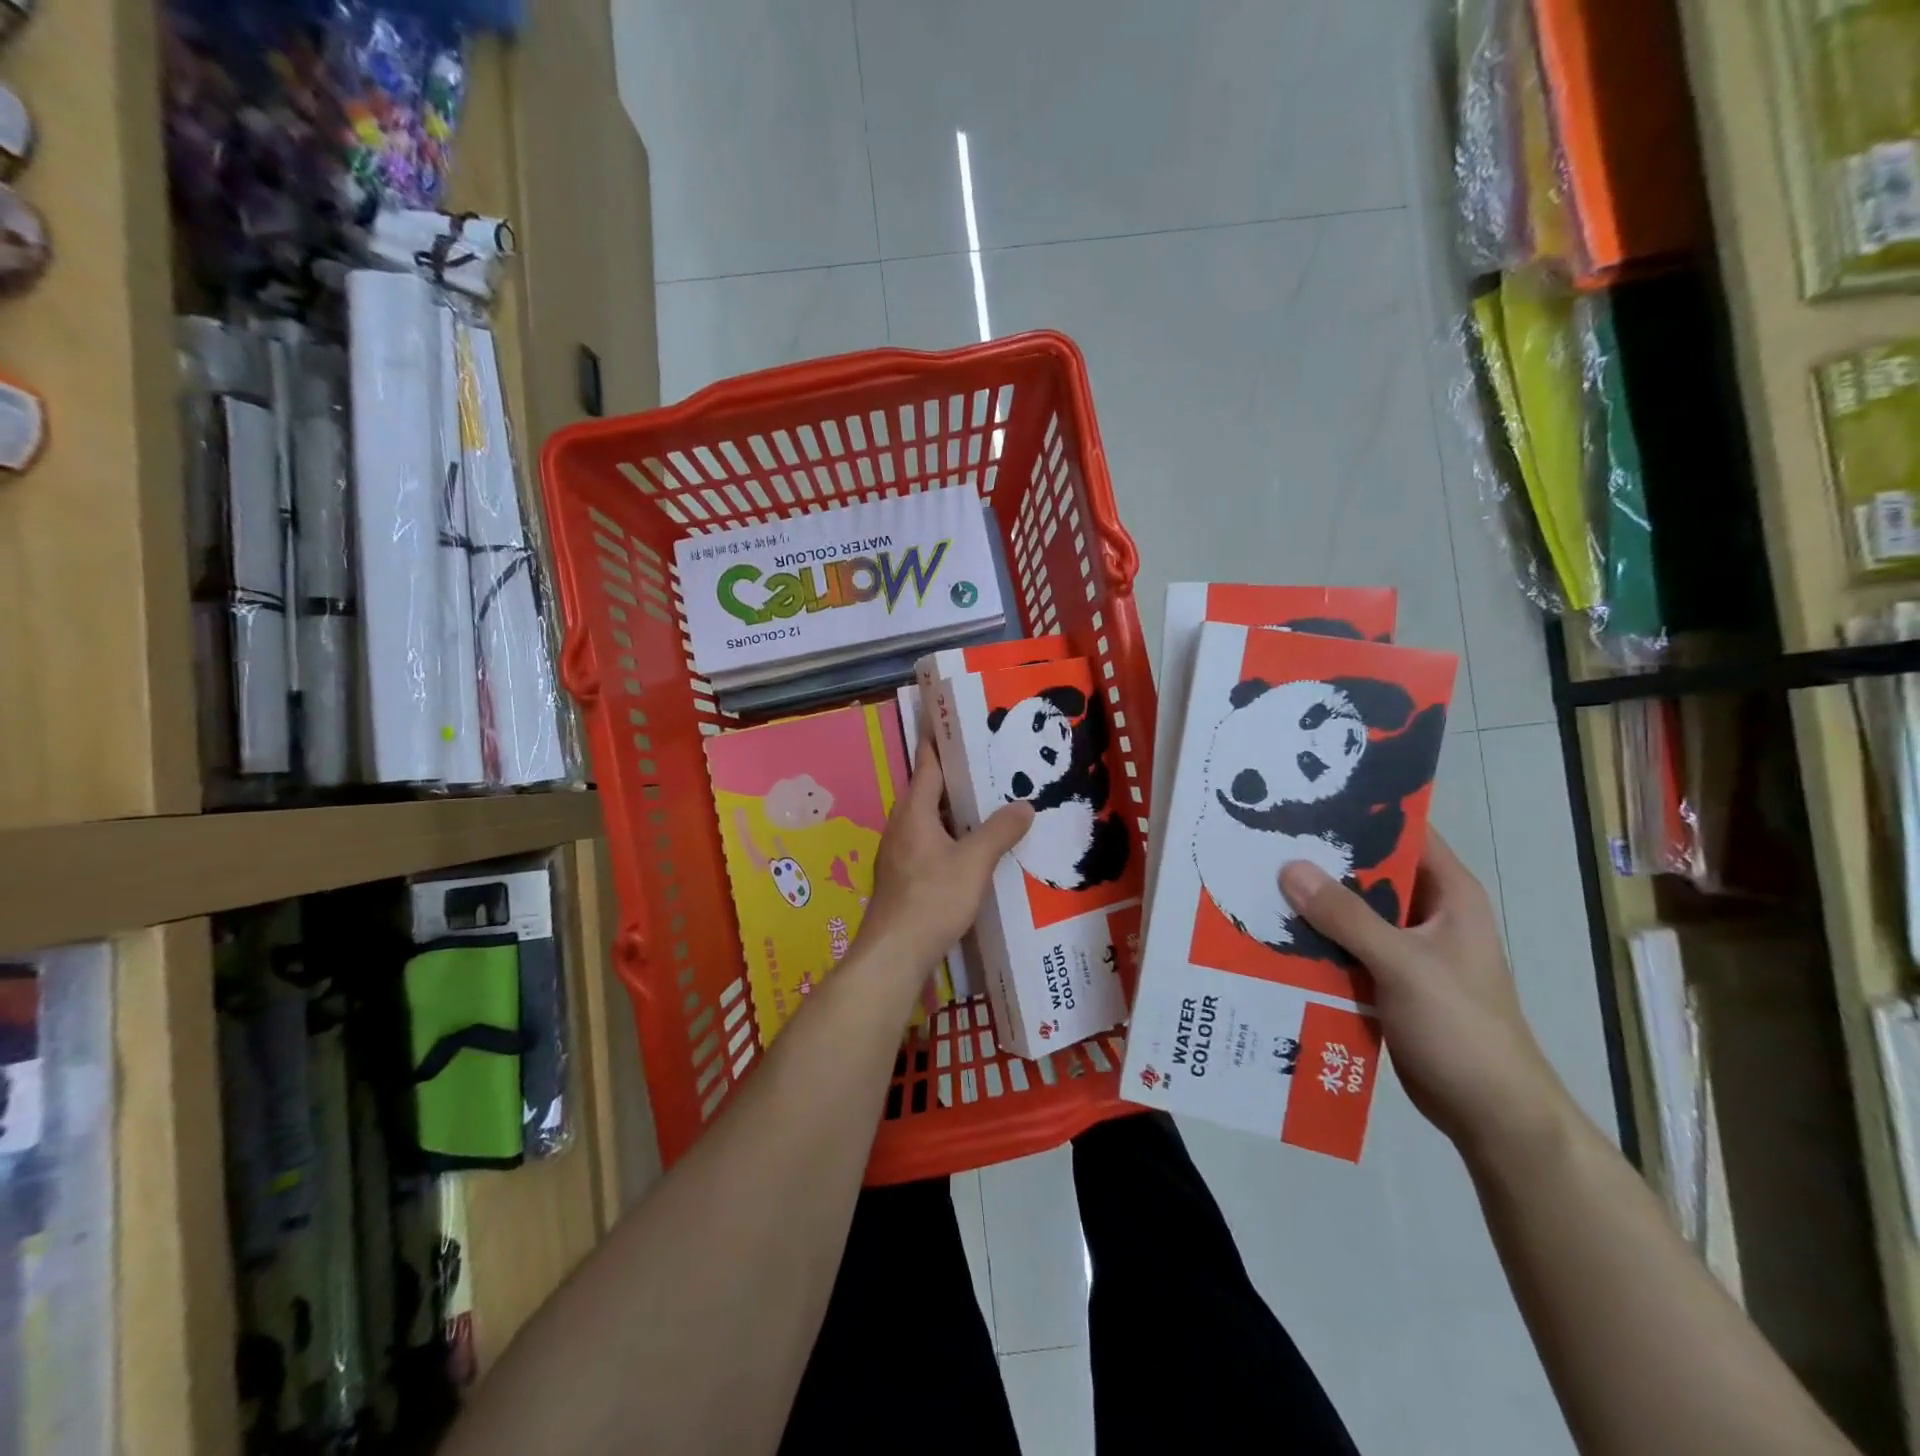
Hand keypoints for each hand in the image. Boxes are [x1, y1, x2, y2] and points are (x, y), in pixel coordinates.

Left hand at [861, 732, 1032, 979]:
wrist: (894, 953)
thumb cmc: (932, 899)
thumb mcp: (974, 863)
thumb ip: (999, 832)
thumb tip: (1024, 805)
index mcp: (914, 811)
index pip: (927, 763)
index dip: (938, 739)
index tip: (948, 716)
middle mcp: (902, 824)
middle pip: (929, 790)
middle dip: (956, 775)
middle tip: (989, 761)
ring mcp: (899, 851)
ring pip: (930, 818)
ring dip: (955, 808)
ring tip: (988, 801)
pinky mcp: (904, 875)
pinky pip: (930, 841)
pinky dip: (951, 834)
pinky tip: (973, 846)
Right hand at [1278, 832, 1567, 1158]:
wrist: (1490, 1114)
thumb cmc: (1462, 1028)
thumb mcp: (1403, 965)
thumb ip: (1346, 916)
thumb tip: (1289, 867)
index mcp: (1447, 895)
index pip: (1403, 831)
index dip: (1360, 809)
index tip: (1304, 795)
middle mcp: (1426, 913)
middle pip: (1367, 870)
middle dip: (1320, 858)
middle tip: (1263, 838)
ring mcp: (1405, 948)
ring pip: (1350, 910)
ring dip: (1311, 902)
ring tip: (1254, 880)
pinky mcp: (1385, 979)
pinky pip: (1343, 947)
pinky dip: (1313, 940)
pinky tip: (1270, 933)